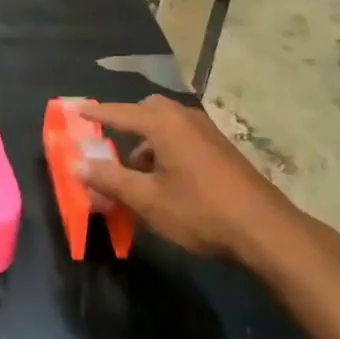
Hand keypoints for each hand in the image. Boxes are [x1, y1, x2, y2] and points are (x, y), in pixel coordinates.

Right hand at [76, 96, 295, 262]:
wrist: (263, 227)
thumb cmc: (199, 211)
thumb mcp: (147, 200)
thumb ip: (110, 179)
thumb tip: (76, 163)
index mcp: (163, 123)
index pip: (120, 112)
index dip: (97, 113)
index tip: (76, 111)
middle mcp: (184, 117)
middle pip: (147, 111)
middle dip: (126, 125)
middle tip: (110, 146)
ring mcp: (206, 130)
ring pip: (167, 125)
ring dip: (147, 142)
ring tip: (136, 175)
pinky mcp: (220, 147)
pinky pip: (183, 136)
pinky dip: (166, 148)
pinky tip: (166, 181)